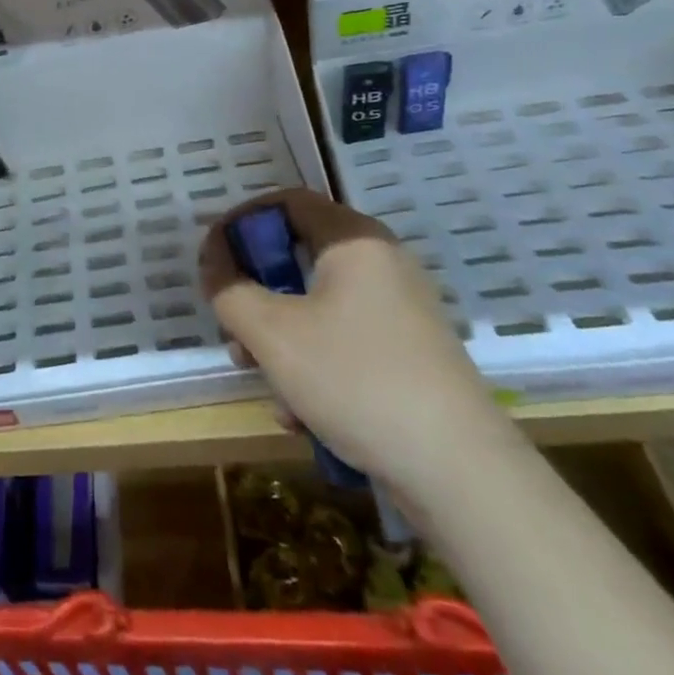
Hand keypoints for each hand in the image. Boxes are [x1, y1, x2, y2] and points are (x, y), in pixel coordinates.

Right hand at [200, 188, 513, 498]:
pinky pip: (345, 340)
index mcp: (354, 241)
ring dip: (279, 338)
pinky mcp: (410, 353)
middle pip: (298, 258)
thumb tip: (213, 263)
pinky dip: (314, 365)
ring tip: (263, 382)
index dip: (241, 222)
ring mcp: (401, 310)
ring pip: (317, 306)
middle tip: (233, 330)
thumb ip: (229, 290)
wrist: (460, 472)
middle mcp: (382, 263)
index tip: (213, 259)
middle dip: (256, 295)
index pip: (287, 202)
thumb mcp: (272, 333)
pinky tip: (301, 415)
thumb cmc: (355, 379)